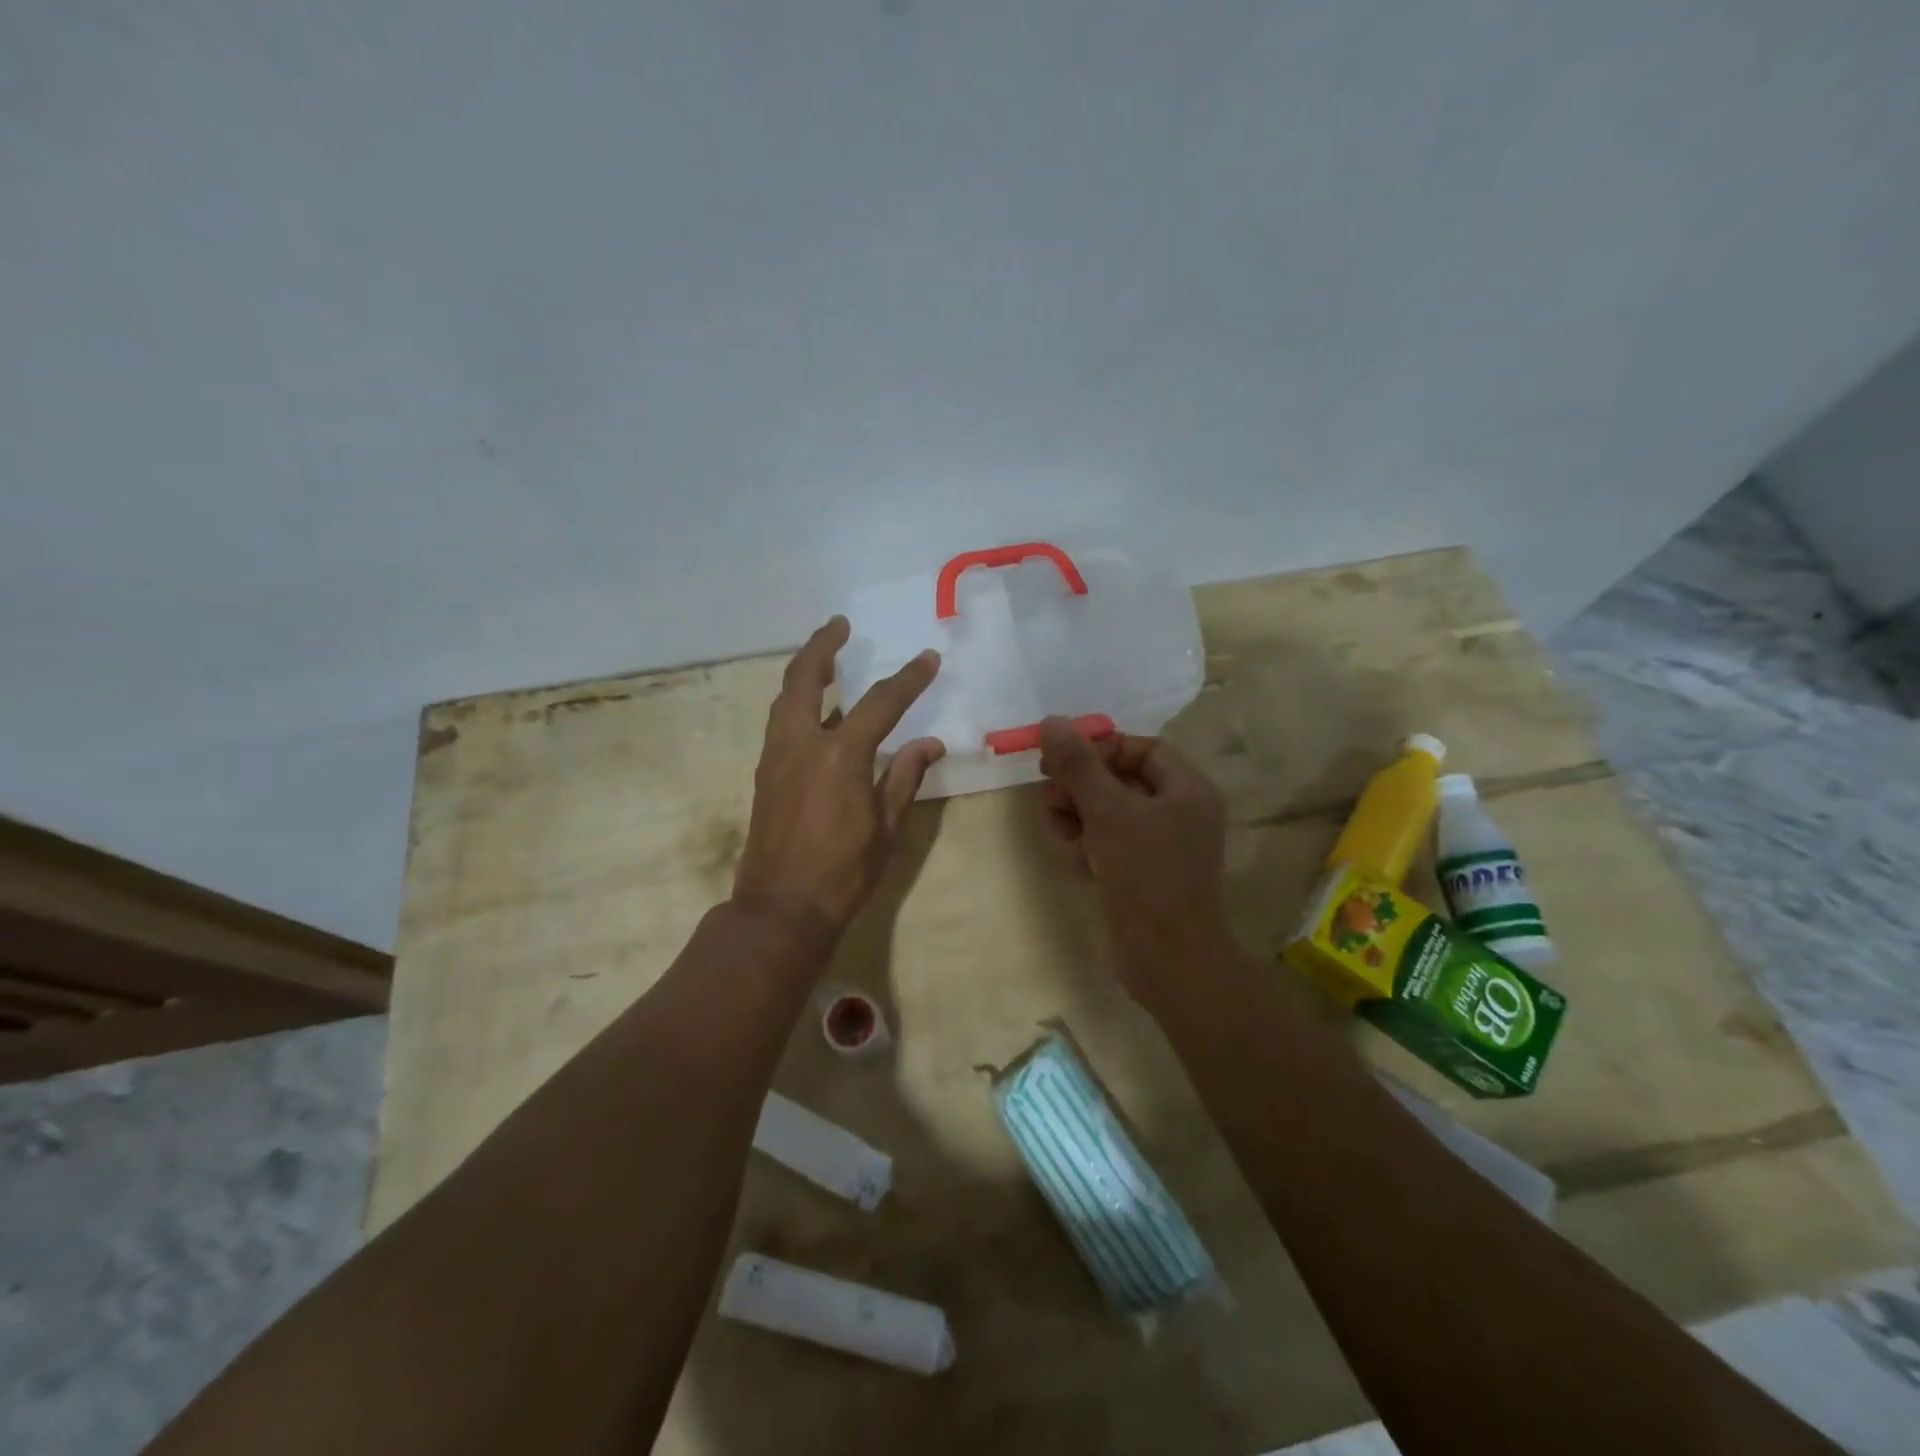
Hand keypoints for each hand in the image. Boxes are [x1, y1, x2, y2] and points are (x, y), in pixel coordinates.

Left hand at [732, 617, 943, 948]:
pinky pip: (780, 721)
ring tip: (825, 658)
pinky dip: (796, 702)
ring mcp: (777, 756)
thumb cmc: (843, 873)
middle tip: (840, 625)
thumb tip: (930, 744)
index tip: (928, 659)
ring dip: (805, 670)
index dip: (909, 678)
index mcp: (841, 755)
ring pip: (785, 697)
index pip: (881, 702)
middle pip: (806, 677)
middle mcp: (802, 743)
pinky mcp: (765, 773)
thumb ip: (905, 777)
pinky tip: (814, 710)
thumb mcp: (887, 827)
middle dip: (823, 645)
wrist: (781, 909)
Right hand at [1038, 716, 1229, 999]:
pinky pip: (1113, 840)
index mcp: (1187, 789)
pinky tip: (1071, 850)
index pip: (1140, 748)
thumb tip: (1052, 722)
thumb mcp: (1108, 812)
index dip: (1099, 748)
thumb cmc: (1145, 875)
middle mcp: (1181, 811)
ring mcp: (1165, 845)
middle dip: (1081, 783)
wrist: (1169, 959)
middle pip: (1122, 778)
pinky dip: (1090, 838)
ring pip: (1113, 811)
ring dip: (1078, 810)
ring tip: (1054, 824)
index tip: (1061, 761)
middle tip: (1048, 793)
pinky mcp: (1147, 873)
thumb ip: (1079, 766)